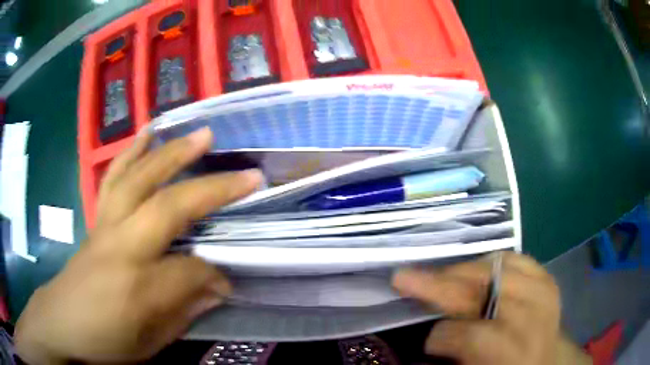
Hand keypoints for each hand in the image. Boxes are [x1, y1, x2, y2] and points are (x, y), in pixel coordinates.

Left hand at [14, 128, 261, 363]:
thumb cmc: (107, 339)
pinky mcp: (97, 216)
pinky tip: (146, 134)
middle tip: (244, 171)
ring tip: (200, 134)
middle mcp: (123, 246)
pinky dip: (132, 151)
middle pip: (169, 206)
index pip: (191, 270)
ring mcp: (107, 224)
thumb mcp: (151, 343)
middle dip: (212, 189)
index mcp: (139, 288)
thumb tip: (216, 287)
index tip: (228, 279)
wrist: (62, 320)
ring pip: (140, 178)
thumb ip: (185, 313)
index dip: (216, 274)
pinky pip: (114, 176)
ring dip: (173, 153)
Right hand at [392, 253, 591, 364]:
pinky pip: (516, 259)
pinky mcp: (547, 278)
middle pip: (482, 291)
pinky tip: (477, 270)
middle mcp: (531, 315)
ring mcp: (543, 290)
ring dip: (462, 272)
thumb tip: (427, 337)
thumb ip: (455, 356)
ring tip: (439, 277)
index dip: (440, 337)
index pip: (469, 335)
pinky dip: (492, 262)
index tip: (427, 341)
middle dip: (439, 284)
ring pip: (496, 268)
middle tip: (404, 277)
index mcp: (511, 351)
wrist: (547, 362)